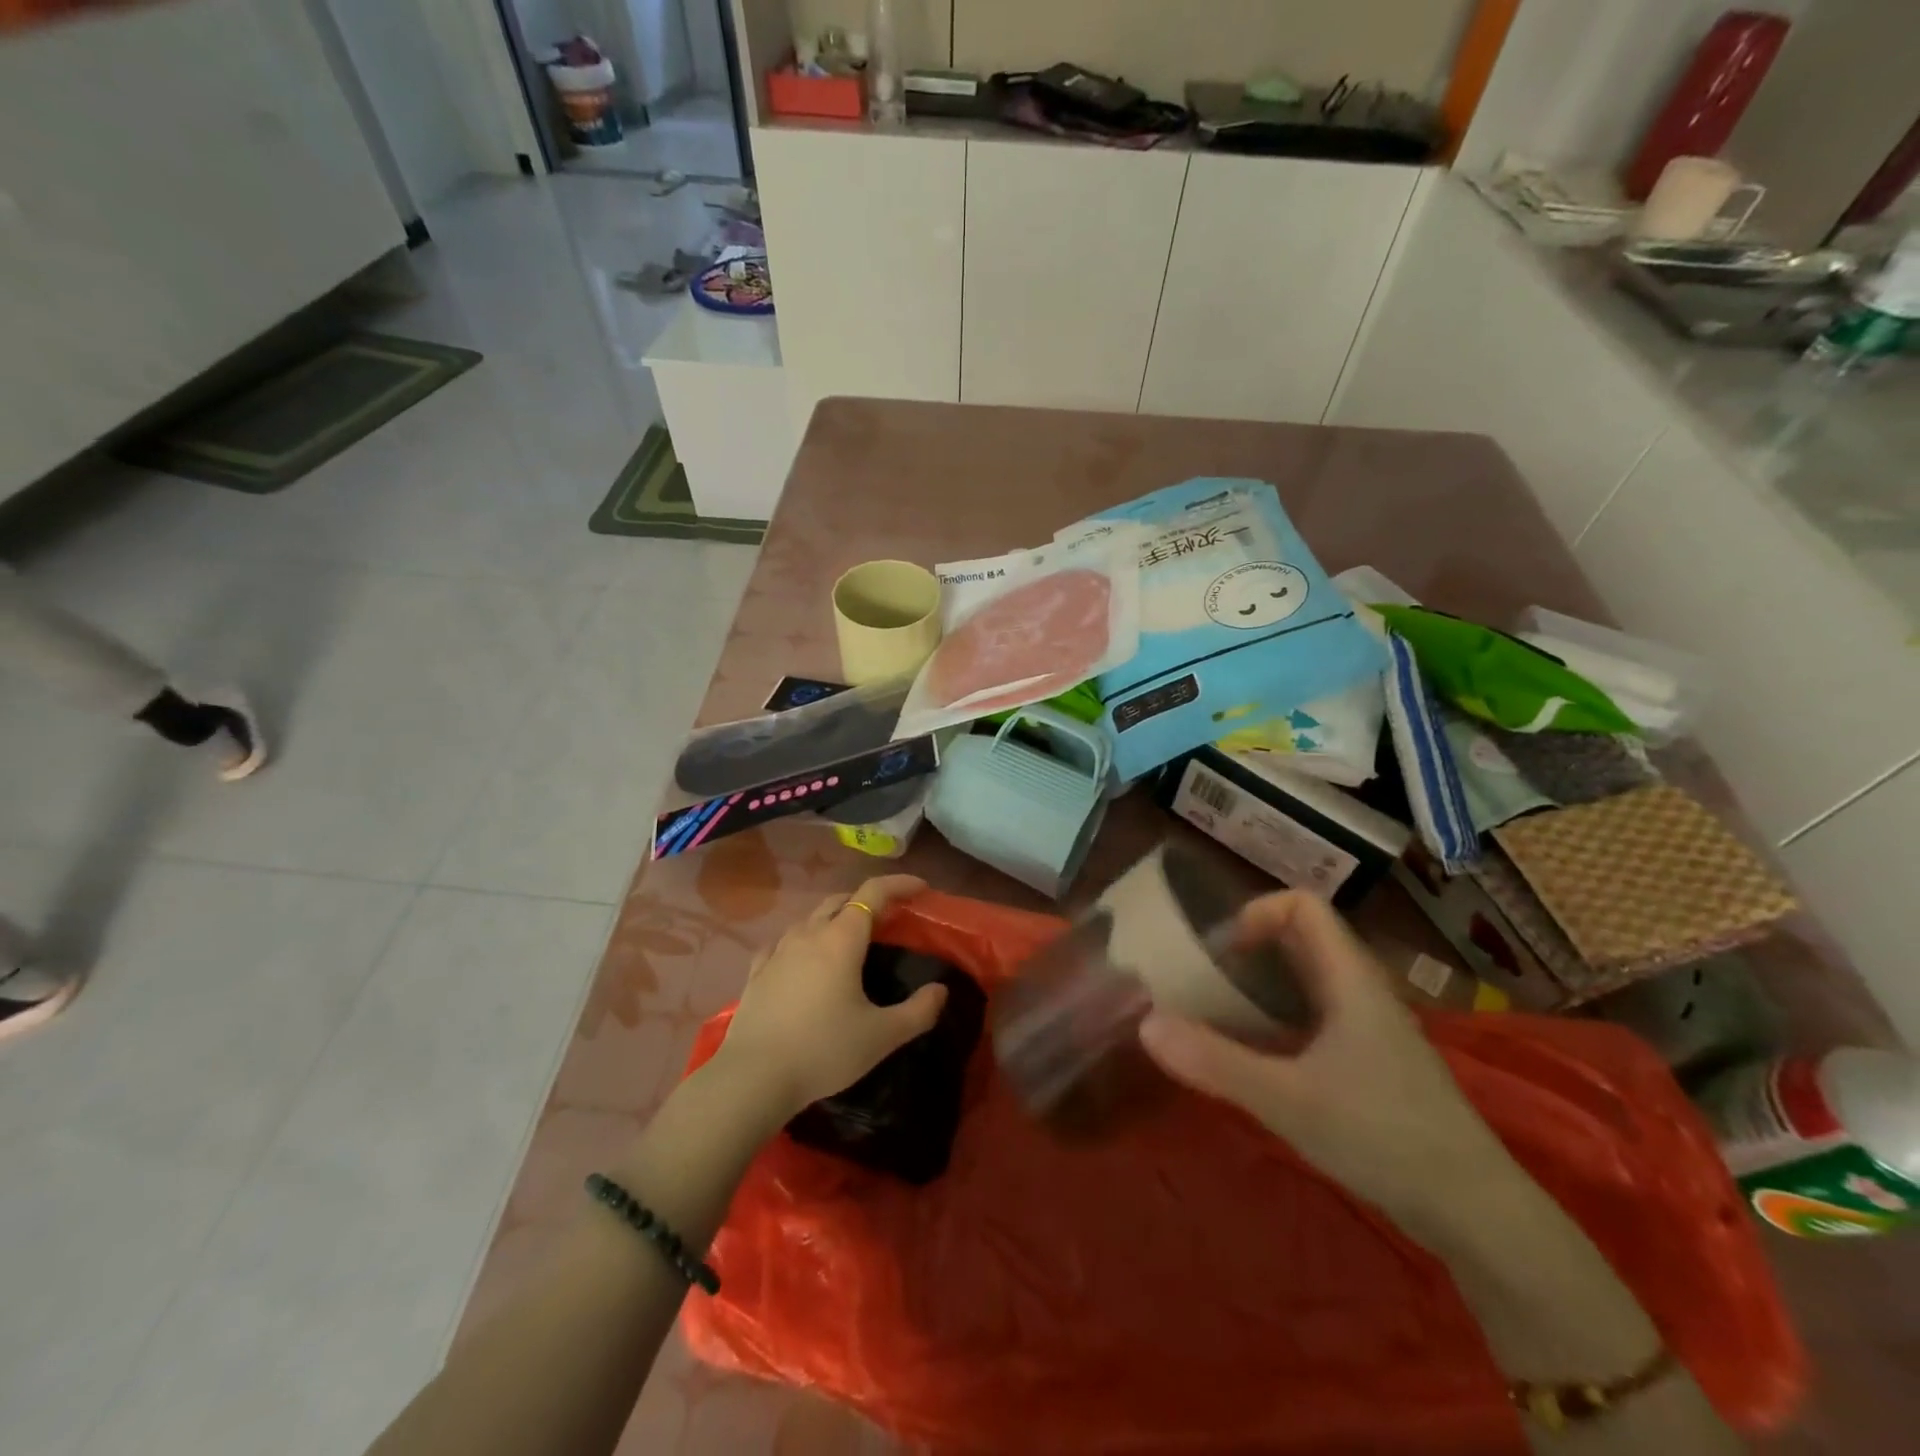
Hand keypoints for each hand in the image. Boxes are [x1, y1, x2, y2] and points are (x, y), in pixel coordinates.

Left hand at [713, 875, 947, 1121]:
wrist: (753, 1078)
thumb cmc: (824, 1050)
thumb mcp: (882, 1036)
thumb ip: (919, 1011)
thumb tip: (941, 991)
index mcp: (842, 939)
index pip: (873, 892)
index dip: (900, 884)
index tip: (921, 888)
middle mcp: (809, 934)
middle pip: (841, 900)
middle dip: (867, 901)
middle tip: (889, 919)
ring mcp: (778, 952)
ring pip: (811, 919)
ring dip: (835, 919)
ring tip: (849, 940)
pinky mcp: (757, 973)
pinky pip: (783, 943)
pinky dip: (802, 941)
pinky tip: (802, 958)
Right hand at [1137, 890, 1521, 1240]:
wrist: (1478, 1214)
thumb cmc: (1385, 1138)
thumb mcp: (1288, 1100)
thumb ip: (1215, 1062)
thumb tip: (1145, 1023)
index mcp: (1349, 980)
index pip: (1304, 905)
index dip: (1257, 912)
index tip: (1220, 953)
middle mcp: (1361, 992)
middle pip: (1302, 938)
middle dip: (1250, 948)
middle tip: (1205, 980)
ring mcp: (1371, 1029)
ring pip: (1309, 979)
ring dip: (1262, 984)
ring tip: (1220, 1014)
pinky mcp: (1373, 1063)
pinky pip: (1317, 1016)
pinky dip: (1280, 1019)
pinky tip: (1259, 1057)